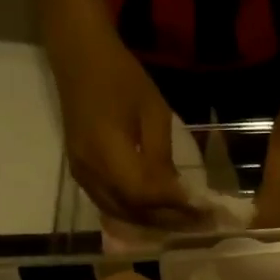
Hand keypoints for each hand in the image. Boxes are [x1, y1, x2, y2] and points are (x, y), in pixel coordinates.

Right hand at [45, 11, 200, 229]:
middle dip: (166, 220)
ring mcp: (81, 174)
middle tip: (196, 224)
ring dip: (150, 222)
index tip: (201, 211)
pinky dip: (132, 214)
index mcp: (108, 150)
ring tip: (178, 223)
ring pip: (119, 213)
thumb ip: (162, 157)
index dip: (173, 206)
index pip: (144, 194)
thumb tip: (177, 194)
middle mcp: (91, 170)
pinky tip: (152, 215)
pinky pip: (108, 205)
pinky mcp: (79, 173)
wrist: (78, 56)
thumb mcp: (154, 112)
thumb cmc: (121, 76)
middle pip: (131, 210)